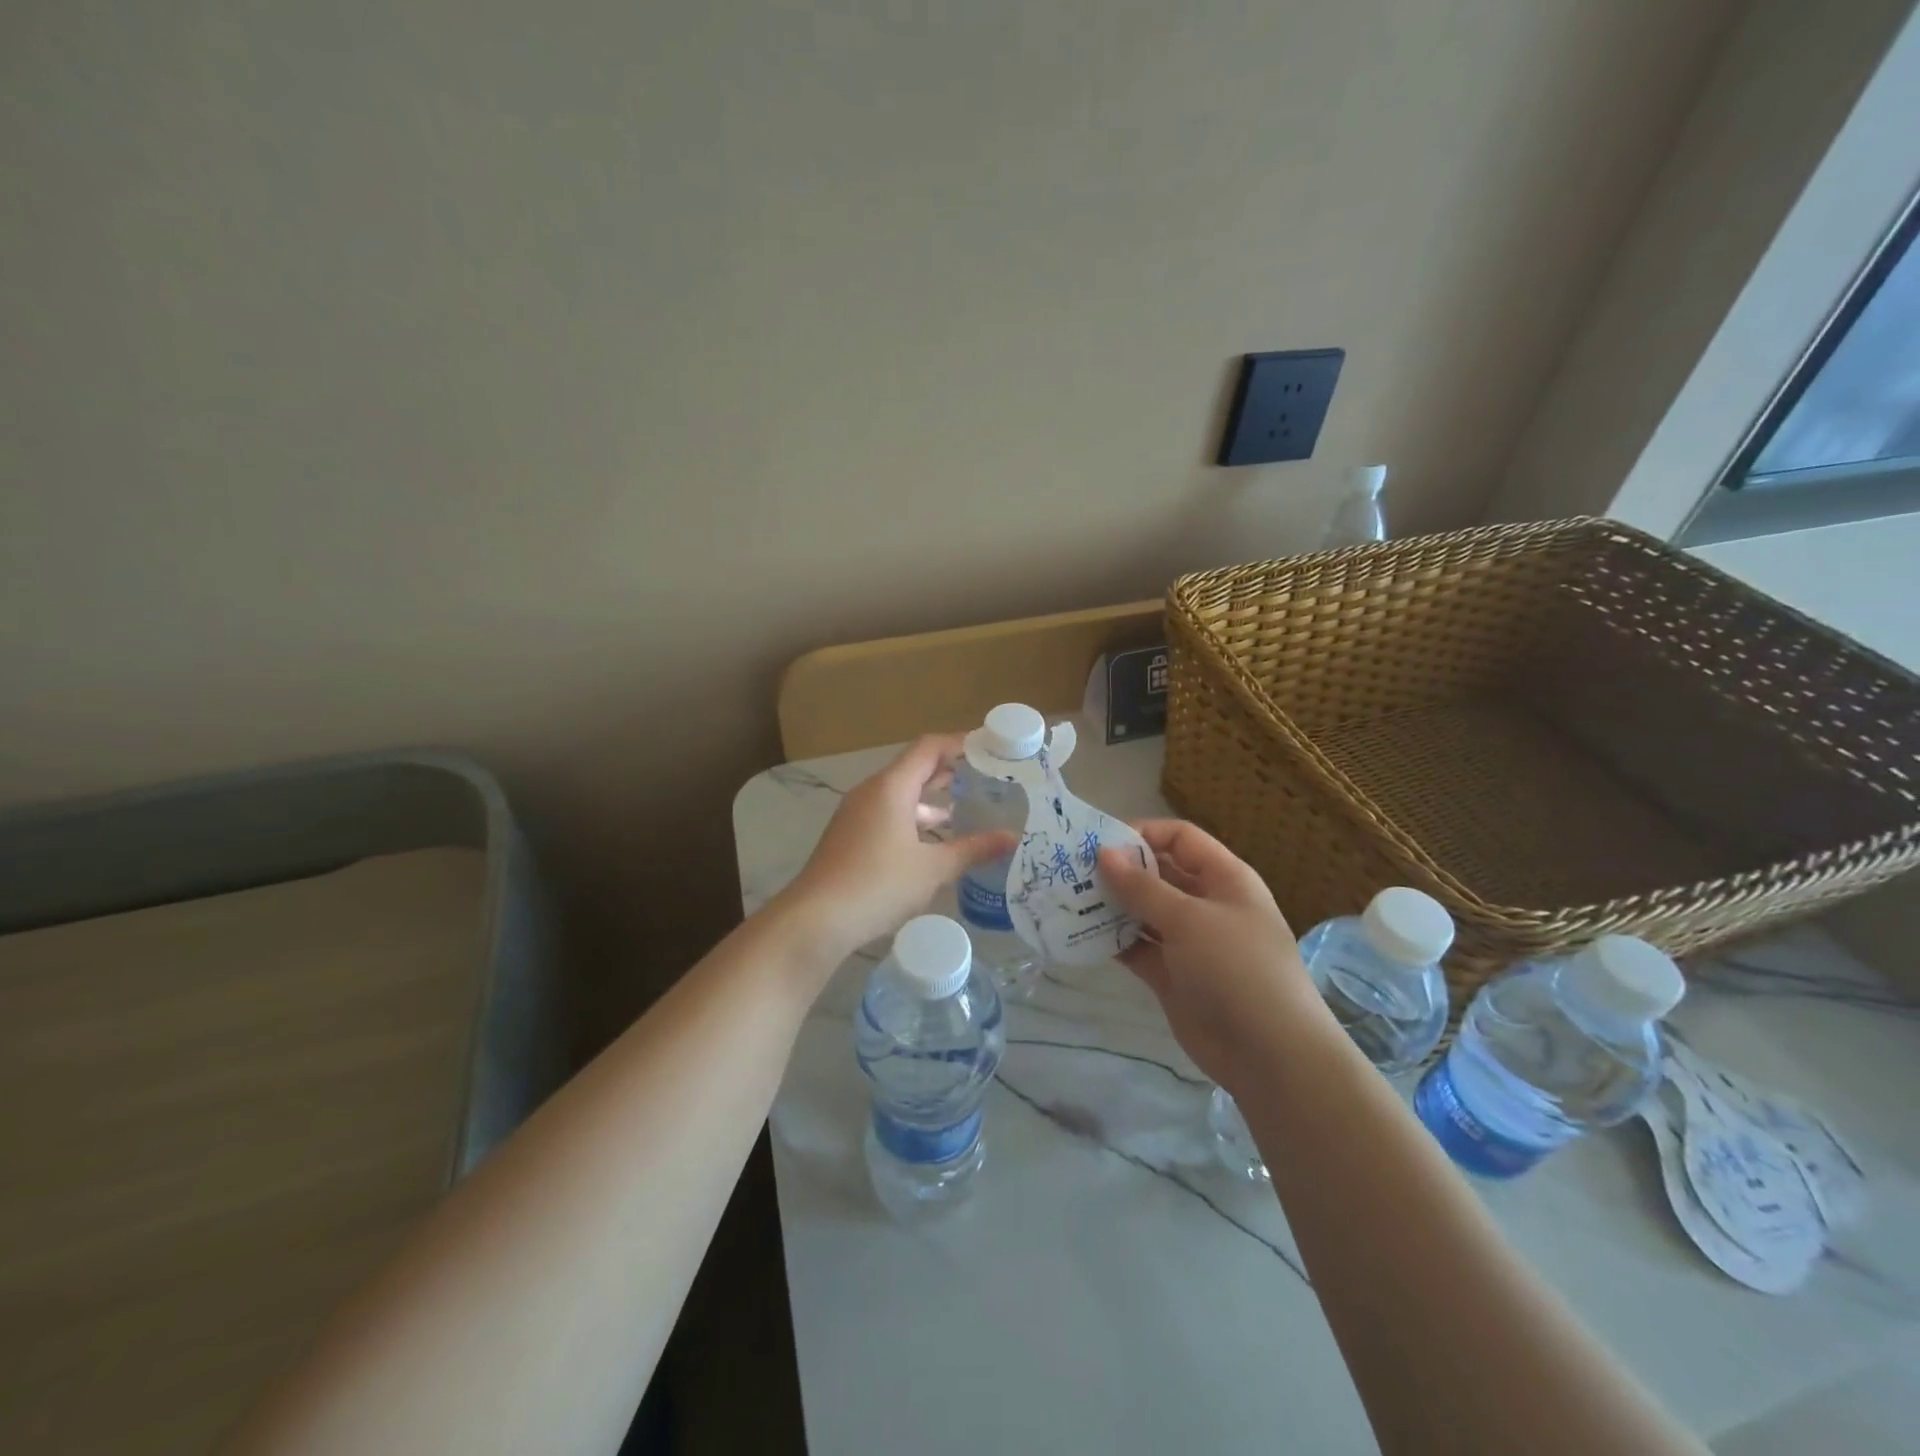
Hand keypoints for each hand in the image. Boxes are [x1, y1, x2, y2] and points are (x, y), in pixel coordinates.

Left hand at [775, 735, 1016, 971]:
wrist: (816, 919)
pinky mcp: (850, 836)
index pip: (929, 747)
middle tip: (986, 778)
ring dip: (931, 800)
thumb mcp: (933, 868)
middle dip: (949, 771)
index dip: (959, 743)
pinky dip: (913, 819)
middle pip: (914, 768)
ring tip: (965, 811)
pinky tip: (933, 843)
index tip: (989, 748)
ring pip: (901, 795)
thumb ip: (973, 849)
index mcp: (891, 786)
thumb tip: (1012, 839)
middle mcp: (871, 792)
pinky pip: (888, 814)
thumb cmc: (878, 884)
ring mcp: (857, 814)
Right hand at [1098, 820, 1326, 1091]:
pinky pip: (1138, 948)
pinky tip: (1081, 935)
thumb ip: (1142, 887)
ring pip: (1144, 912)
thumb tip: (1103, 852)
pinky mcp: (1173, 976)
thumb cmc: (1236, 969)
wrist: (1270, 1055)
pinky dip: (1114, 941)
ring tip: (1069, 900)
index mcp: (1224, 878)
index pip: (1180, 839)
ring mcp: (1189, 942)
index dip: (1143, 833)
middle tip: (1073, 870)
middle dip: (1120, 870)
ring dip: (1112, 906)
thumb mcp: (1189, 919)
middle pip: (1159, 874)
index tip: (1099, 841)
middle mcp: (1206, 904)